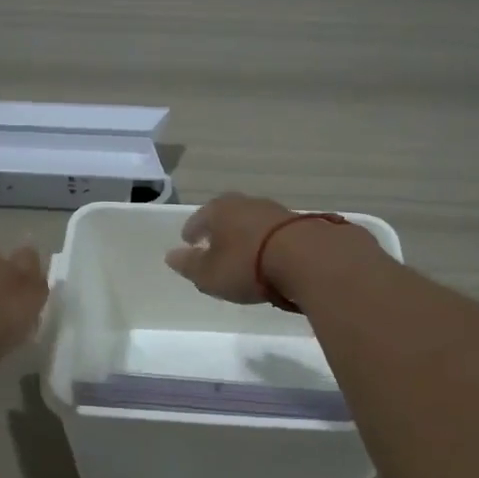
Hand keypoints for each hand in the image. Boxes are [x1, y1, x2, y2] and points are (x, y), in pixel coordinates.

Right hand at [164, 193, 376, 305]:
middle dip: (219, 229)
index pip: (199, 218)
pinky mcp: (301, 224)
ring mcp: (276, 211)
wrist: (307, 259)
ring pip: (253, 222)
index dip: (192, 231)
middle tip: (214, 244)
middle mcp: (246, 203)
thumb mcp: (210, 274)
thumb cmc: (247, 265)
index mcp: (219, 210)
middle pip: (227, 215)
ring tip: (243, 253)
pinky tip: (270, 257)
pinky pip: (275, 233)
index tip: (188, 241)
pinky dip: (268, 243)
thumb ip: (189, 265)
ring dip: (246, 236)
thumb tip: (171, 255)